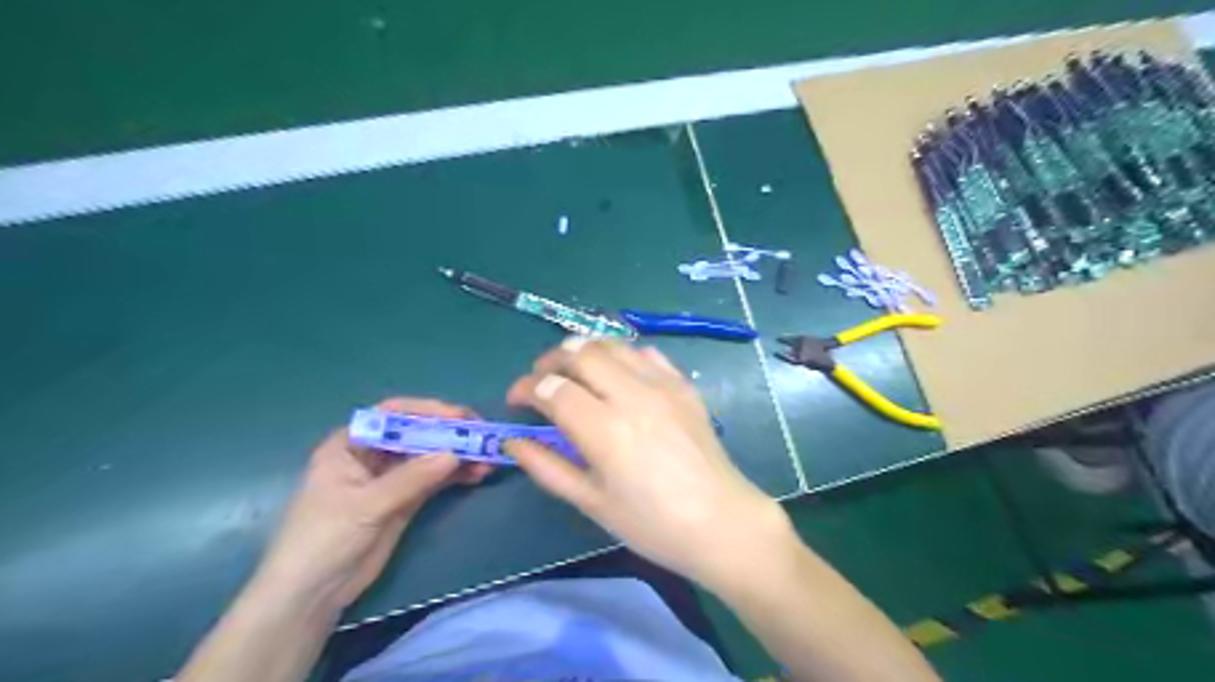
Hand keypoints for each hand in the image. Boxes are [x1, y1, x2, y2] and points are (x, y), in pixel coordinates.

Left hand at [254, 397, 490, 610]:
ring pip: (430, 456)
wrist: (311, 595)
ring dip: (458, 455)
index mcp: (350, 444)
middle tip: (481, 435)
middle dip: (449, 434)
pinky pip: (435, 479)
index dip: (427, 411)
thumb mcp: (366, 505)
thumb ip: (411, 479)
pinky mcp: (405, 500)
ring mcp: (390, 478)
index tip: (459, 416)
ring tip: (486, 460)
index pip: (392, 415)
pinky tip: (476, 475)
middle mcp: (372, 455)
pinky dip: (455, 475)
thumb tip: (454, 454)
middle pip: (416, 433)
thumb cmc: (323, 540)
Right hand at [508, 339, 793, 588]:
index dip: (526, 388)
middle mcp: (633, 395)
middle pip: (581, 352)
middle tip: (540, 381)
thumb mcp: (592, 503)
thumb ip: (547, 467)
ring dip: (584, 350)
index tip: (515, 401)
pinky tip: (616, 375)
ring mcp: (662, 385)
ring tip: (573, 372)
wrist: (720, 522)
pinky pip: (646, 353)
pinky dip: (621, 355)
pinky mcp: (683, 385)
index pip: (553, 388)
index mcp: (605, 429)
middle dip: (551, 360)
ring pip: (612, 344)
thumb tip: (513, 441)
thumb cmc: (652, 524)